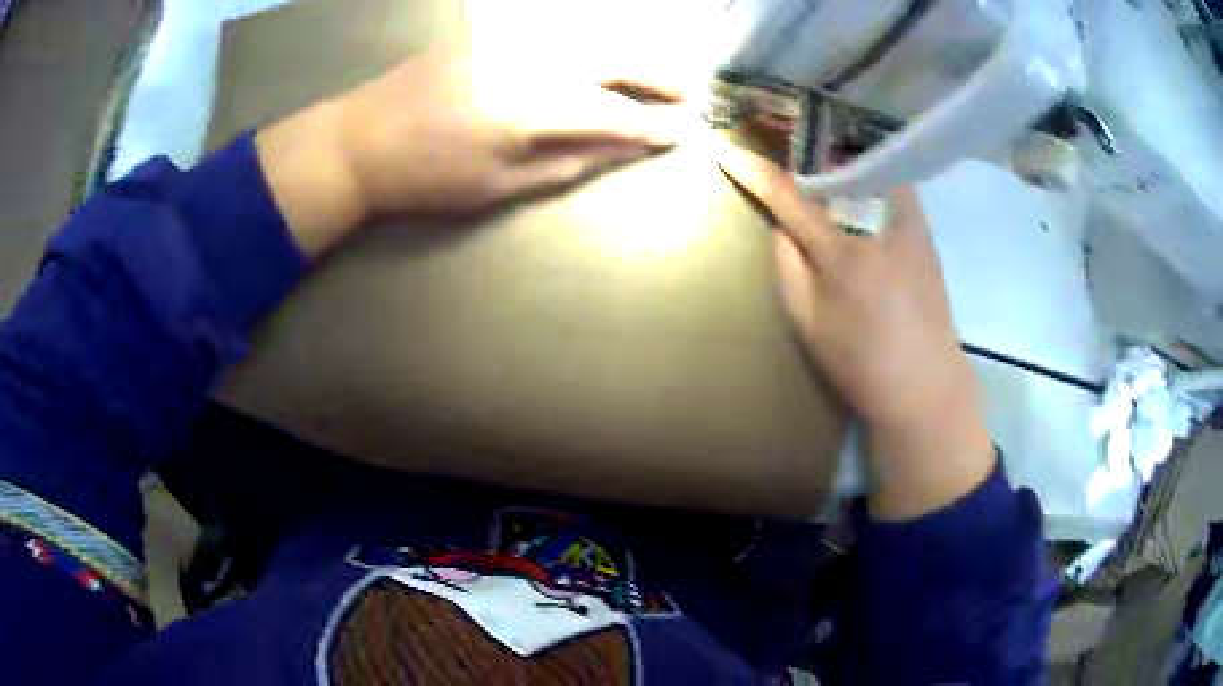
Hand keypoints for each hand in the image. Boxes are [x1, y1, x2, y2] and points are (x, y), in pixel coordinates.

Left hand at [256, 39, 681, 255]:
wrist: (362, 139)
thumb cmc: (426, 177)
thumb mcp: (498, 186)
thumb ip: (568, 163)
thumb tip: (623, 149)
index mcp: (527, 110)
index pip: (610, 114)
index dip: (648, 126)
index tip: (680, 134)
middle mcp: (526, 61)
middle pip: (610, 60)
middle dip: (655, 77)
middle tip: (686, 93)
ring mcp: (507, 39)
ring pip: (588, 38)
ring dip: (630, 55)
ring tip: (657, 75)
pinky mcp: (491, 31)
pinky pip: (555, 31)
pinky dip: (590, 44)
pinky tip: (604, 58)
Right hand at [716, 147, 994, 519]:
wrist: (925, 385)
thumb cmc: (861, 364)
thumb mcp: (808, 324)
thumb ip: (789, 268)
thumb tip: (782, 225)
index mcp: (841, 254)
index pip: (791, 199)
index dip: (757, 173)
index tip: (729, 152)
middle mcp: (876, 226)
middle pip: (833, 169)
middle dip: (804, 153)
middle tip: (783, 146)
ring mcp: (907, 224)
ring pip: (868, 169)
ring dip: (840, 158)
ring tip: (821, 158)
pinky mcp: (926, 232)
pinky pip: (893, 185)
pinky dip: (871, 175)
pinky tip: (861, 184)